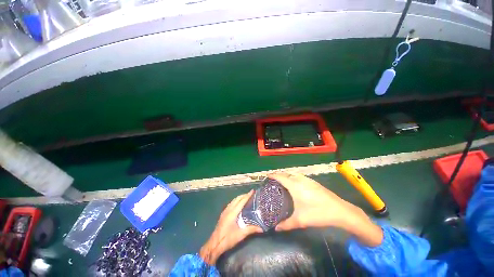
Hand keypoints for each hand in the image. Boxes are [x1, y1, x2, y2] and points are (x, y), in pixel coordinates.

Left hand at [199, 190, 261, 264]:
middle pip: (237, 199)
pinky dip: (236, 201)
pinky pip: (230, 204)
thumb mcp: (241, 235)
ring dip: (239, 197)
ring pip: (233, 201)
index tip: (252, 191)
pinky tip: (238, 204)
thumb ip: (251, 230)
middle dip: (244, 195)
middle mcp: (228, 210)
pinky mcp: (223, 214)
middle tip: (250, 193)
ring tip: (245, 197)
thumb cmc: (228, 239)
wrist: (214, 244)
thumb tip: (261, 228)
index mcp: (233, 213)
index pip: (242, 201)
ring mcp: (225, 211)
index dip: (247, 195)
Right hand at [269, 173, 355, 230]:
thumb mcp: (301, 220)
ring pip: (294, 174)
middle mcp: (300, 180)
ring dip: (287, 175)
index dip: (273, 175)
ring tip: (282, 181)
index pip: (280, 177)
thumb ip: (286, 224)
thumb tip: (275, 228)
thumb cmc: (318, 213)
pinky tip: (295, 184)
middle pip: (286, 174)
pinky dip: (293, 177)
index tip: (267, 176)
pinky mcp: (314, 182)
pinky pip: (299, 176)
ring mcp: (308, 180)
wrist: (340, 211)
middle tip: (273, 180)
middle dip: (279, 175)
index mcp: (295, 185)